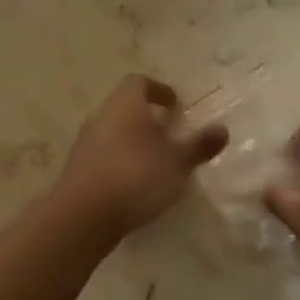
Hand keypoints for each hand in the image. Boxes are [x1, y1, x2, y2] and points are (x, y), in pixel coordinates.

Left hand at [53, 75, 228, 239]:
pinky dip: (121, 163)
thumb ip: (199, 145)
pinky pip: (104, 157)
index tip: (175, 105)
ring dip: (133, 142)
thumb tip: (222, 129)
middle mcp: (101, 117)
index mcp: (125, 106)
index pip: (139, 82)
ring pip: (113, 133)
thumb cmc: (136, 177)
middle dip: (147, 118)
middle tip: (170, 135)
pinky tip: (135, 185)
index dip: (159, 90)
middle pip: (125, 108)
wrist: (82, 216)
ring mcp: (85, 144)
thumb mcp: (177, 163)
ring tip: (156, 163)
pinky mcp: (78, 170)